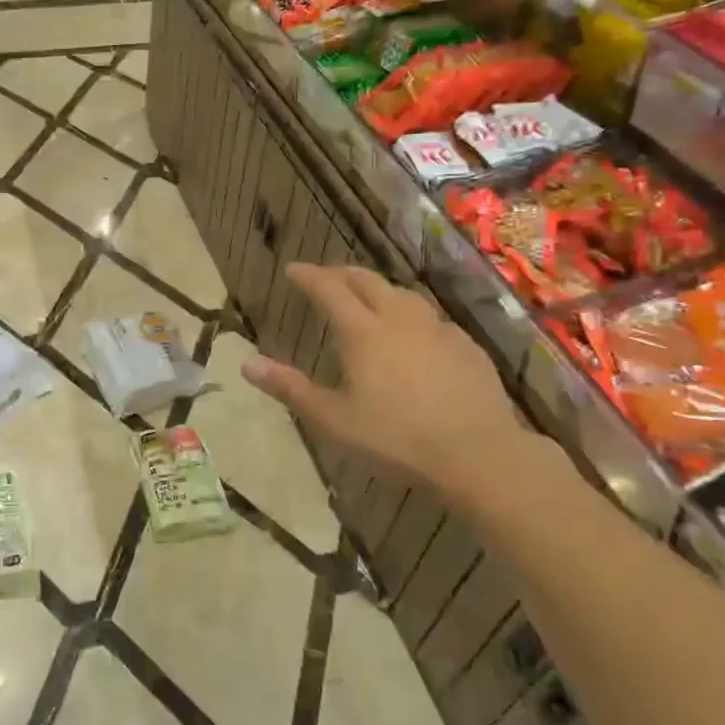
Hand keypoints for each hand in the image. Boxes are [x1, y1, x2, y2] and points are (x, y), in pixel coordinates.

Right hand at [241, 264, 529, 496]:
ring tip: (368, 299)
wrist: (478, 454)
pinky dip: (410, 314)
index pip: (328, 288)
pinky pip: (430, 317)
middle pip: (367, 281)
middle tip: (325, 278)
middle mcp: (399, 318)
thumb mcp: (333, 419)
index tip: (292, 270)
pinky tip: (413, 334)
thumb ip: (290, 388)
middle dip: (341, 274)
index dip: (307, 276)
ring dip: (378, 289)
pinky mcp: (465, 345)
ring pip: (402, 294)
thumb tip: (246, 364)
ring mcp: (437, 329)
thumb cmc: (396, 438)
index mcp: (362, 332)